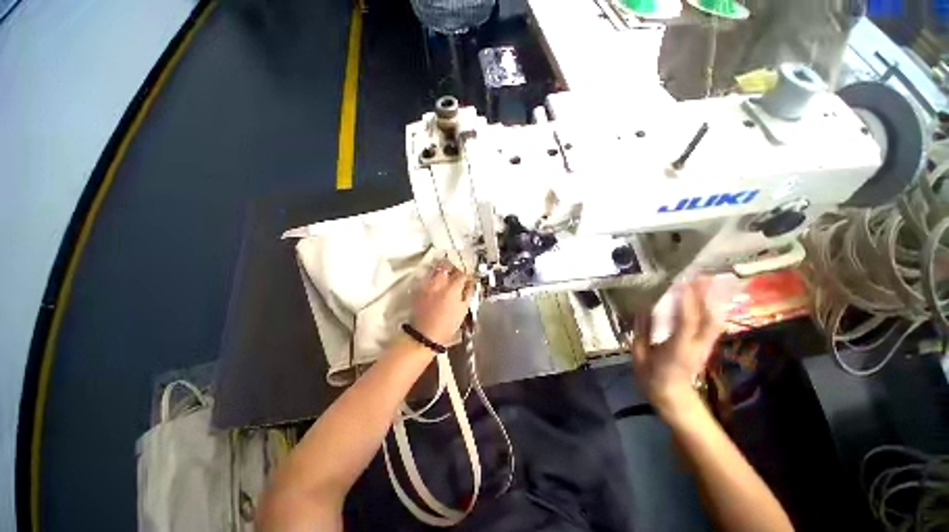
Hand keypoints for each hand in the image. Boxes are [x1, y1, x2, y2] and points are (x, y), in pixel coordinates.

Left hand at [410, 260, 474, 345]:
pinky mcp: (419, 289)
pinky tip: (437, 284)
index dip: (467, 275)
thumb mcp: (463, 310)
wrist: (425, 335)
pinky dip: (433, 277)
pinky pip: (427, 277)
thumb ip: (468, 294)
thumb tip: (471, 283)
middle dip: (453, 268)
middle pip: (447, 266)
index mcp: (453, 289)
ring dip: (442, 270)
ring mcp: (427, 285)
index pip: (462, 274)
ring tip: (446, 277)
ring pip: (435, 269)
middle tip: (457, 274)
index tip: (469, 279)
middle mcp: (439, 283)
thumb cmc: (448, 325)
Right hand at [631, 278, 721, 414]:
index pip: (685, 323)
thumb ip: (642, 332)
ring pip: (714, 320)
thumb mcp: (640, 356)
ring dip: (712, 300)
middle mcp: (696, 346)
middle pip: (708, 319)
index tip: (681, 283)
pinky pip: (713, 325)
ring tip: (707, 281)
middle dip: (706, 297)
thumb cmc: (652, 378)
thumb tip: (642, 309)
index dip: (685, 303)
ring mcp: (705, 347)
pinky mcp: (707, 346)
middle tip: (701, 275)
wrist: (674, 399)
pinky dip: (712, 309)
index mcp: (676, 350)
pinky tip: (709, 298)